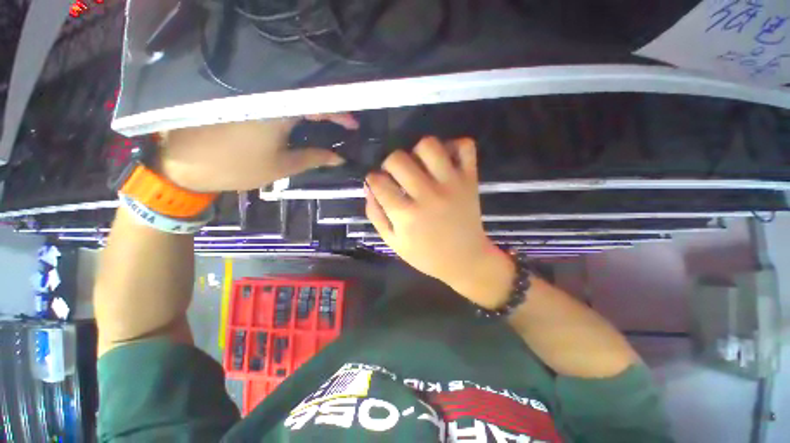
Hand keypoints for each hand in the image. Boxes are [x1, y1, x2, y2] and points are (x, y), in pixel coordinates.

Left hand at [156, 114, 358, 191]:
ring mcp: (251, 94)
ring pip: (292, 97)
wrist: (186, 164)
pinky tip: (303, 120)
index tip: (354, 125)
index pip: (319, 105)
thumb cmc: (238, 167)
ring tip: (329, 124)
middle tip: (343, 125)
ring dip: (313, 109)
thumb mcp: (282, 166)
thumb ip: (314, 158)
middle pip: (307, 97)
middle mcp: (265, 95)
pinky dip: (294, 109)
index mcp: (278, 110)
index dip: (340, 115)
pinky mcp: (241, 97)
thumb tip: (339, 158)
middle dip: (329, 111)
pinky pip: (275, 99)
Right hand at [365, 137, 514, 307]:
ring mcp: (452, 184)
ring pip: (429, 145)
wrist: (465, 260)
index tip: (377, 183)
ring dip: (418, 151)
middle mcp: (428, 195)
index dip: (373, 179)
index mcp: (407, 215)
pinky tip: (445, 160)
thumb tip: (368, 186)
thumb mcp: (393, 242)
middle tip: (396, 175)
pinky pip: (465, 146)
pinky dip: (454, 146)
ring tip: (419, 165)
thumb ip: (376, 215)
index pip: (378, 182)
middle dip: (389, 163)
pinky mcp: (470, 179)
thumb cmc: (426, 255)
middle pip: (398, 159)